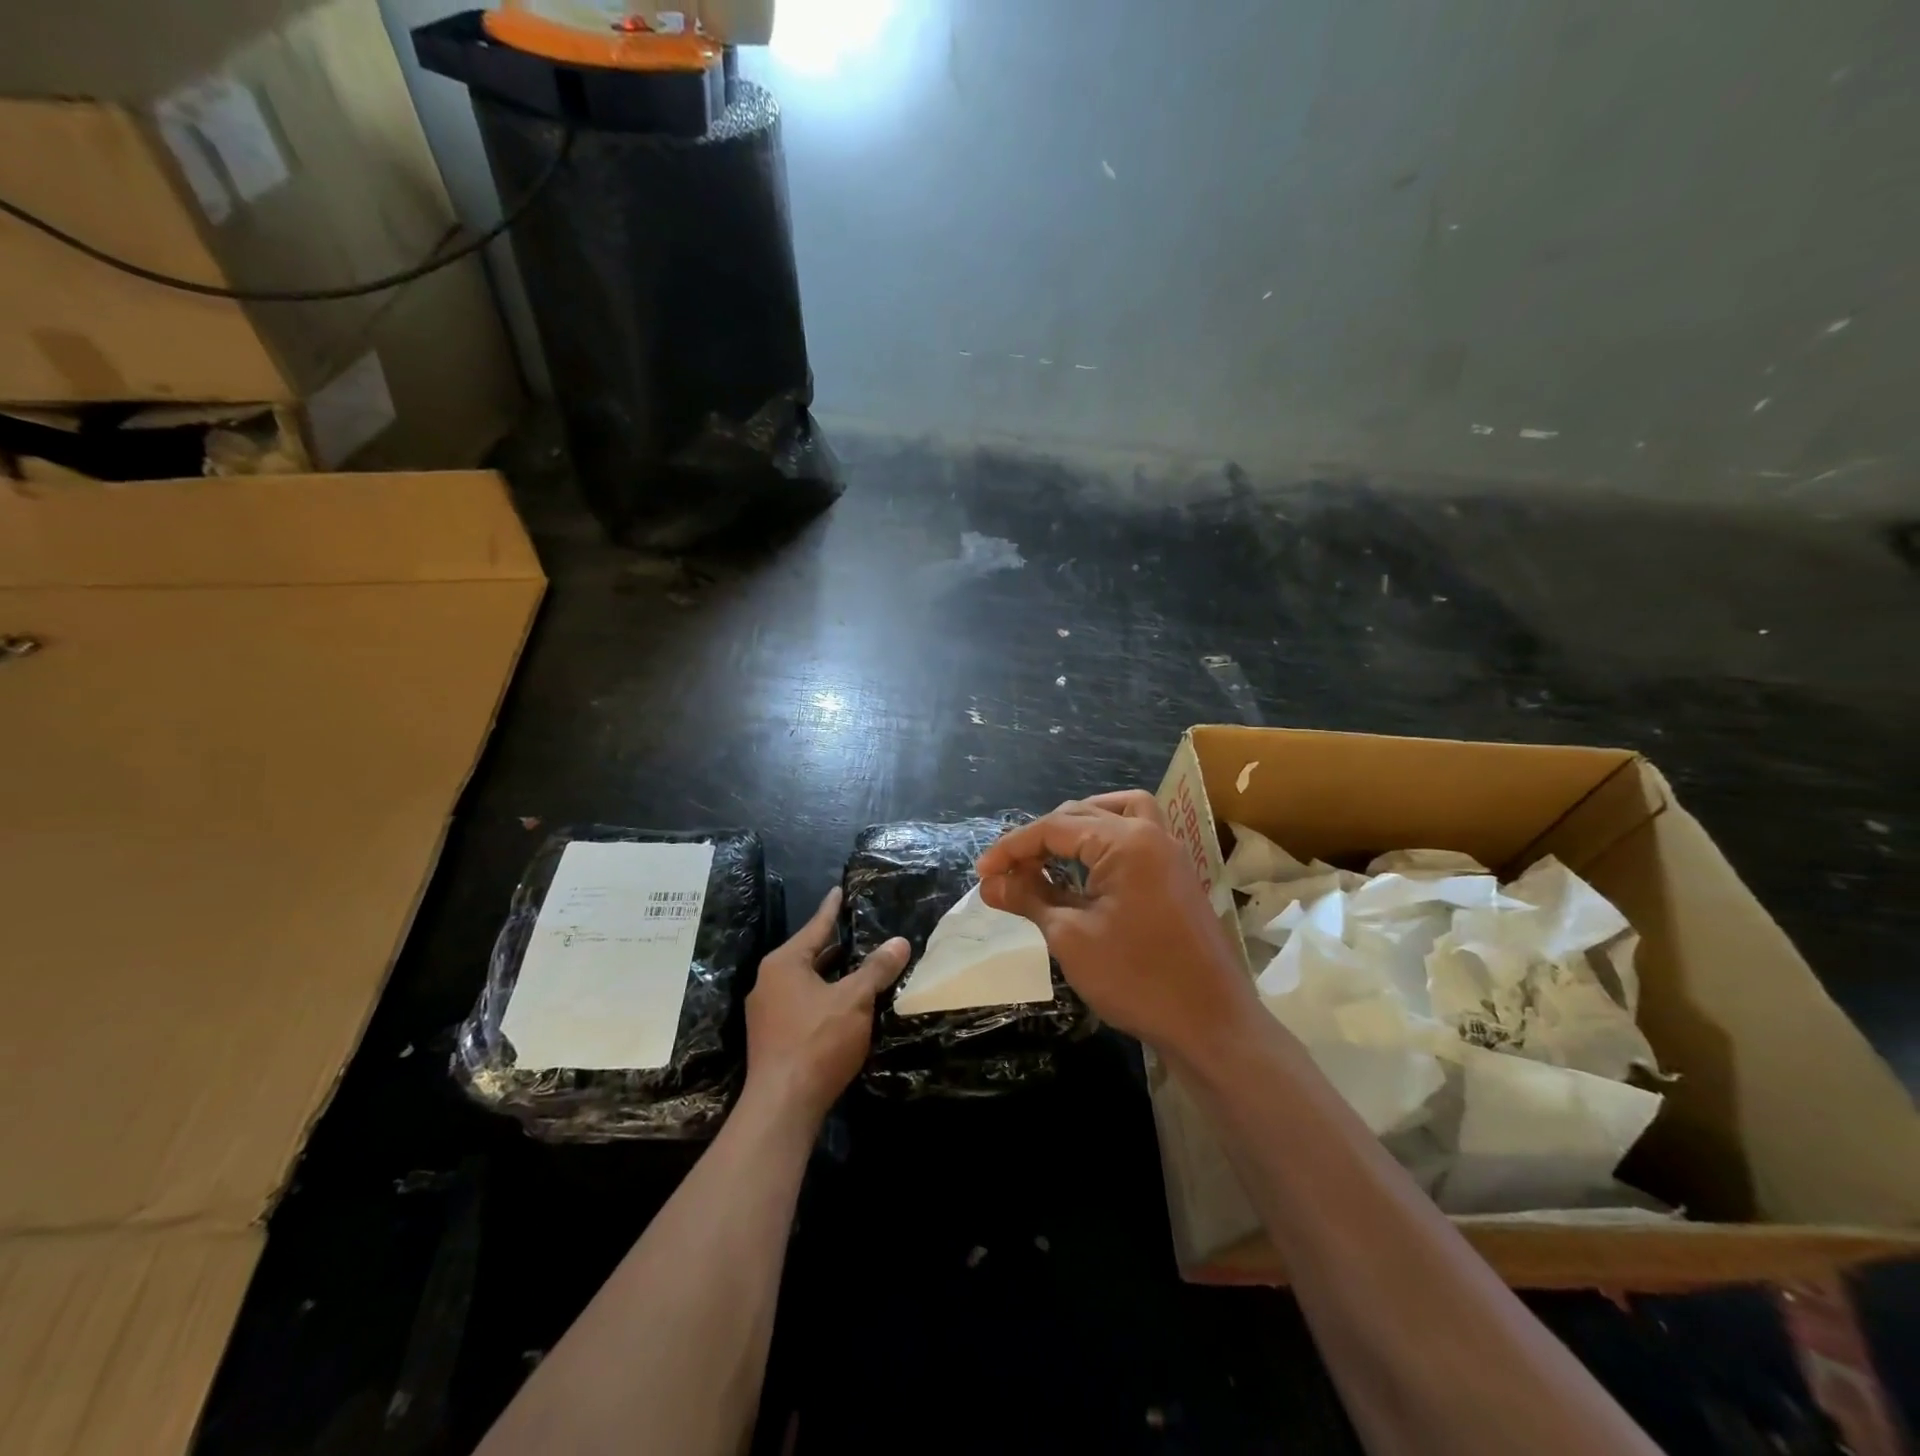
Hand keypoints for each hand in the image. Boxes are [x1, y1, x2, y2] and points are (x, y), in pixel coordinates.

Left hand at [743, 887, 909, 1123]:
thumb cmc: (817, 1041)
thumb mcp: (855, 999)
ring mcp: (767, 1012)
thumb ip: (876, 969)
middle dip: (835, 945)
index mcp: (784, 964)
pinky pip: (802, 1003)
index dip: (832, 909)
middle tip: (860, 931)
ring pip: (806, 982)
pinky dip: (824, 996)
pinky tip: (844, 1004)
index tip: (840, 890)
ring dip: (831, 974)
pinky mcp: (772, 1037)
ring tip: (859, 965)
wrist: (782, 1106)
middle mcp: (769, 982)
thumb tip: (900, 941)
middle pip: (808, 954)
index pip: (815, 926)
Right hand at [976, 791, 1258, 1061]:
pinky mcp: (1176, 877)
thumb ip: (1029, 899)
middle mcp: (1151, 834)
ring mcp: (1170, 854)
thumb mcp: (1071, 937)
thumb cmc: (1136, 978)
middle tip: (1008, 872)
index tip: (982, 873)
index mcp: (1126, 841)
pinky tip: (1087, 868)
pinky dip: (1106, 840)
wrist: (1210, 1025)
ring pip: (1117, 815)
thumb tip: (990, 883)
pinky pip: (1137, 837)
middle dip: (1040, 839)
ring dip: (1079, 826)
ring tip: (1049, 852)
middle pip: (1083, 815)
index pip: (1055, 827)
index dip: (1013, 848)